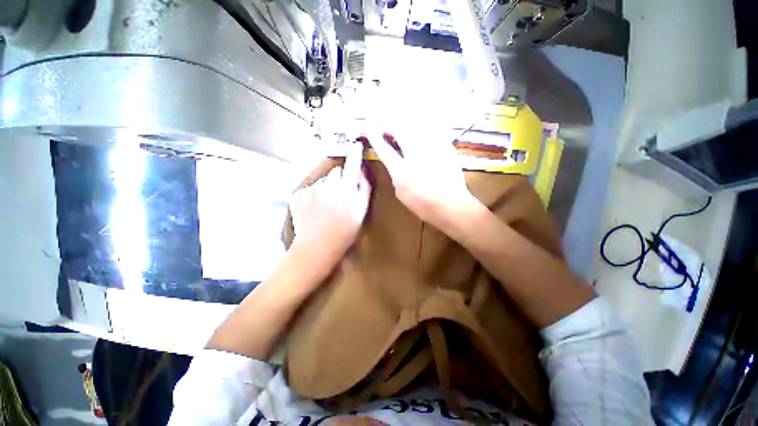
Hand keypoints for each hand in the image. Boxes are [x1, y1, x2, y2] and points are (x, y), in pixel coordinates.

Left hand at [289, 143, 371, 268]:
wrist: (317, 247)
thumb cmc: (344, 231)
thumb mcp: (361, 212)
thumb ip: (364, 188)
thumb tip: (362, 170)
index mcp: (347, 192)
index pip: (352, 165)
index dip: (354, 154)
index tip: (355, 144)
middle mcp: (329, 187)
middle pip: (336, 172)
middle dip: (340, 178)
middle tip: (340, 194)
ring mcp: (311, 190)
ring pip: (323, 179)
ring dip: (326, 186)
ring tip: (326, 204)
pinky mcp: (297, 194)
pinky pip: (310, 187)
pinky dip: (313, 194)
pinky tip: (314, 208)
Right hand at [367, 130, 481, 231]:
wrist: (451, 205)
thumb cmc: (423, 204)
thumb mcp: (401, 193)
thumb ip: (395, 174)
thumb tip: (395, 162)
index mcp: (401, 170)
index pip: (383, 148)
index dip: (373, 136)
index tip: (368, 129)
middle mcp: (415, 155)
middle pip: (399, 129)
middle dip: (389, 126)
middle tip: (387, 128)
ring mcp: (432, 149)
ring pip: (415, 126)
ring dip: (405, 125)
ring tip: (402, 127)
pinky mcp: (446, 147)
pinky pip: (431, 131)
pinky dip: (423, 129)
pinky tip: (421, 133)